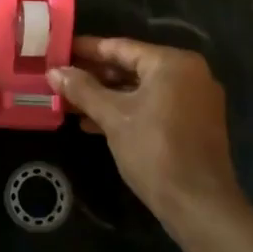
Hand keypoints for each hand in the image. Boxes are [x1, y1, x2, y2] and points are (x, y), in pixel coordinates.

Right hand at [49, 37, 241, 224]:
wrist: (199, 204)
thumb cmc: (154, 151)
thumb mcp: (112, 117)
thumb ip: (82, 90)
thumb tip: (53, 71)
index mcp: (172, 63)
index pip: (121, 47)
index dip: (87, 49)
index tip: (60, 50)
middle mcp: (189, 73)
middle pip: (132, 67)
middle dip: (95, 76)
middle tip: (61, 77)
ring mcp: (195, 99)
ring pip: (141, 89)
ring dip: (107, 96)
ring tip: (70, 102)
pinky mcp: (194, 123)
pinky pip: (154, 106)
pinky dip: (127, 111)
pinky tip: (94, 123)